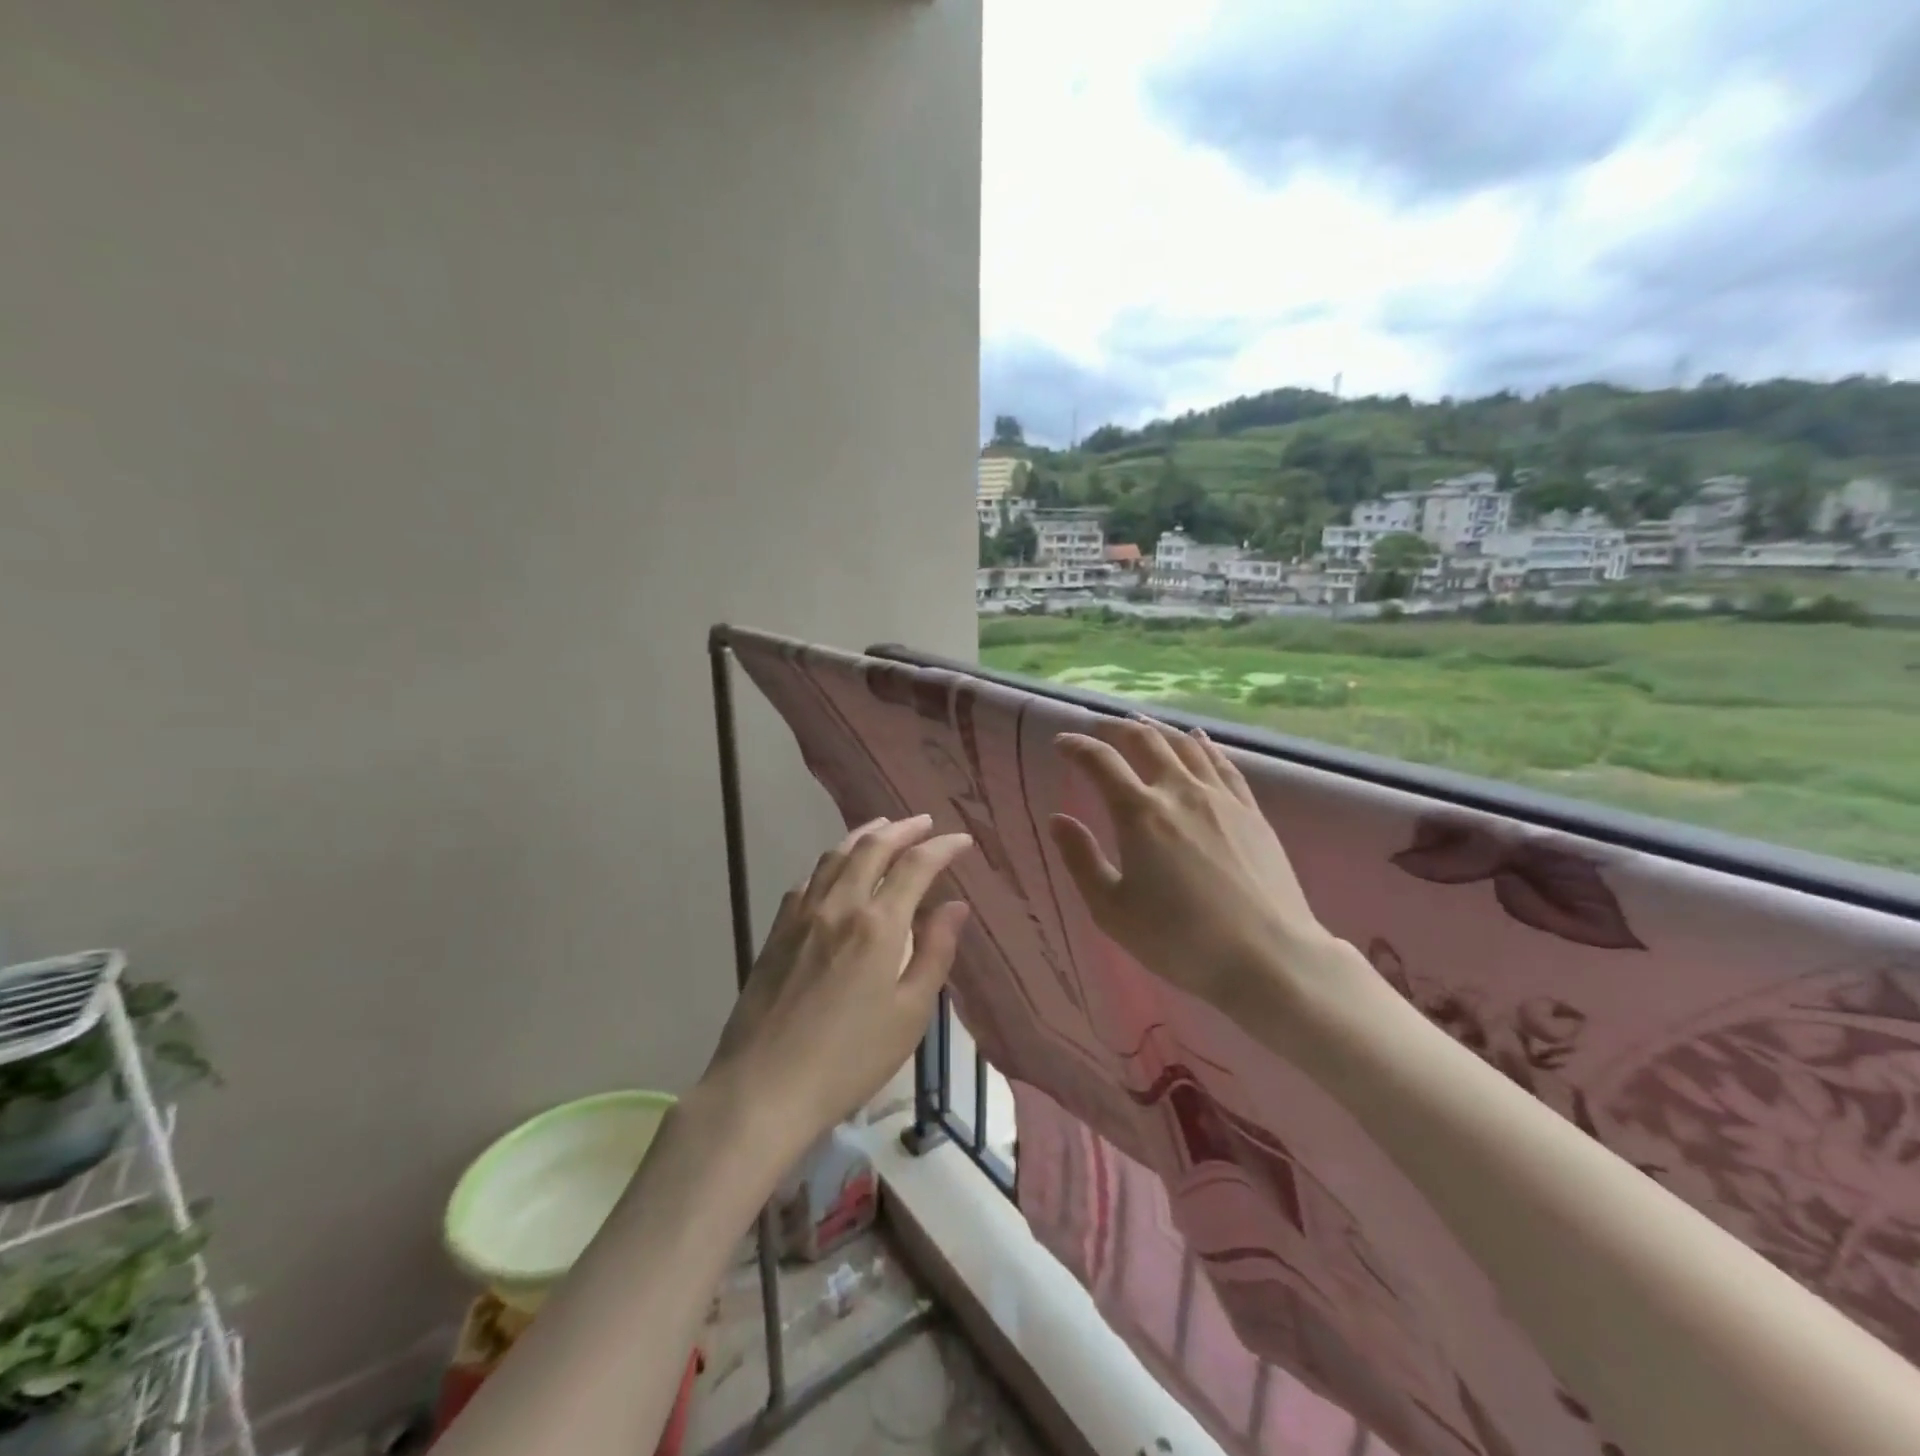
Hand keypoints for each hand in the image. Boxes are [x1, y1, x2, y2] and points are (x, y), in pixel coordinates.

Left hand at [701, 816, 972, 1156]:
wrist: (763, 1087)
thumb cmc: (849, 1059)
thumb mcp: (910, 1014)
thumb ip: (935, 953)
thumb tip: (955, 906)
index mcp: (878, 924)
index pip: (916, 866)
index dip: (942, 847)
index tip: (962, 841)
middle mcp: (839, 905)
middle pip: (872, 847)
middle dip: (903, 829)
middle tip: (924, 822)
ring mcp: (802, 914)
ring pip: (835, 855)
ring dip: (864, 835)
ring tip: (883, 828)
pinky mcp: (777, 931)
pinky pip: (808, 879)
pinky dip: (831, 862)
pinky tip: (835, 870)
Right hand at [1049, 717, 1352, 1024]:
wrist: (1268, 957)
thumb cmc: (1179, 939)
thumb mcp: (1112, 910)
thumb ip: (1080, 860)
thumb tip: (1058, 820)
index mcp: (1140, 814)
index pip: (1101, 762)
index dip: (1077, 746)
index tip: (1062, 742)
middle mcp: (1179, 791)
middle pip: (1145, 740)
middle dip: (1115, 728)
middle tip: (1098, 727)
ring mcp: (1221, 798)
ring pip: (1185, 745)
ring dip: (1158, 728)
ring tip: (1141, 723)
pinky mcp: (1252, 811)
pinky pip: (1223, 763)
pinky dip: (1203, 744)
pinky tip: (1197, 739)